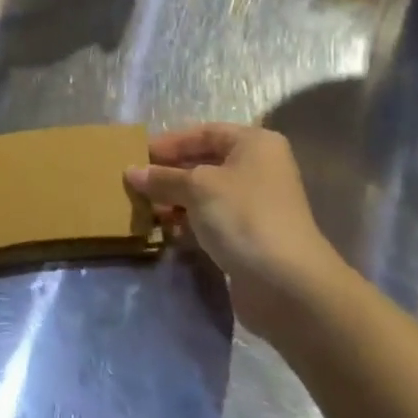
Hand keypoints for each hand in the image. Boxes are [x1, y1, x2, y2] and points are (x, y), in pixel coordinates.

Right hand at [126, 124, 338, 337]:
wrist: (287, 284)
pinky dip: (188, 223)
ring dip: (175, 200)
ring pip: (205, 195)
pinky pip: (211, 221)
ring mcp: (255, 205)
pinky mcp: (249, 237)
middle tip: (135, 182)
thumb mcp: (197, 188)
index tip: (137, 155)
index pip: (204, 132)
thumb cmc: (243, 216)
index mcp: (254, 144)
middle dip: (169, 173)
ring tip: (143, 208)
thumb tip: (131, 172)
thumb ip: (162, 178)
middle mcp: (258, 169)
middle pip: (204, 163)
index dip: (170, 142)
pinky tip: (163, 231)